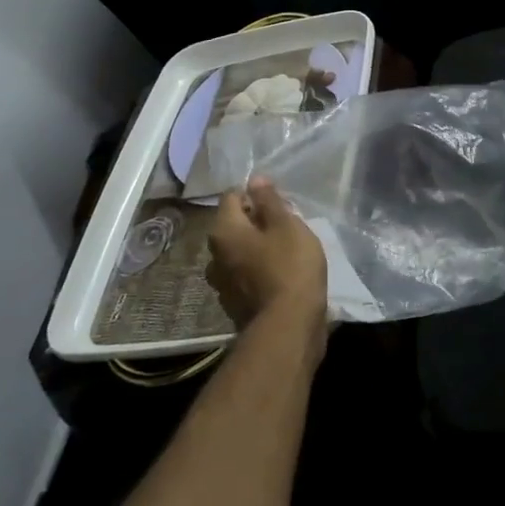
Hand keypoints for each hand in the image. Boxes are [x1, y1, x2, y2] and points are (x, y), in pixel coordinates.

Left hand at [208, 177, 326, 338]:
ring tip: (286, 249)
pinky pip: (245, 275)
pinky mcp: (235, 304)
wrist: (288, 326)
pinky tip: (281, 274)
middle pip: (234, 226)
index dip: (255, 193)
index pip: (232, 197)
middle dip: (257, 221)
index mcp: (224, 231)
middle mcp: (214, 256)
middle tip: (287, 224)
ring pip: (239, 252)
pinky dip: (259, 269)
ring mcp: (222, 283)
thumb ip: (269, 200)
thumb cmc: (290, 266)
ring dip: (257, 247)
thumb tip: (254, 179)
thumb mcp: (286, 225)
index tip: (279, 201)